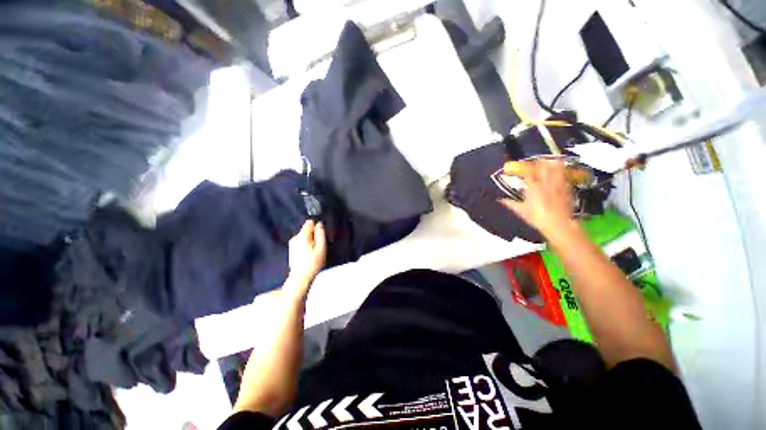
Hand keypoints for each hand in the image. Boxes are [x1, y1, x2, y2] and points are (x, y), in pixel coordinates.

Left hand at [286, 220, 326, 294]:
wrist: (300, 278)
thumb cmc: (313, 263)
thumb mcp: (321, 247)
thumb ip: (320, 234)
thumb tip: (319, 224)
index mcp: (302, 236)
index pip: (309, 223)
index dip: (316, 227)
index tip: (320, 235)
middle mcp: (295, 238)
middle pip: (306, 229)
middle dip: (313, 235)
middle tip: (318, 246)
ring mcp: (292, 243)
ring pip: (304, 236)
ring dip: (310, 241)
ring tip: (314, 251)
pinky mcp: (292, 249)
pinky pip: (301, 242)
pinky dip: (306, 245)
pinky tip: (308, 254)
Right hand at [500, 160, 575, 236]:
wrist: (558, 224)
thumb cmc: (537, 217)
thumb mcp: (521, 211)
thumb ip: (510, 204)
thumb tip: (500, 200)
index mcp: (533, 188)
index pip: (529, 173)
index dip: (526, 166)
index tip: (523, 163)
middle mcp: (545, 184)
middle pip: (544, 168)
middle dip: (540, 162)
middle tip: (538, 159)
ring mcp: (557, 185)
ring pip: (556, 170)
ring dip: (553, 164)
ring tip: (552, 160)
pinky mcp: (566, 190)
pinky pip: (565, 177)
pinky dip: (563, 173)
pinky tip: (563, 171)